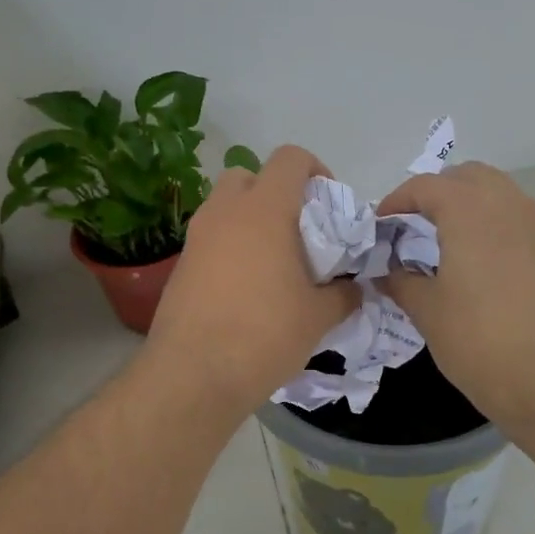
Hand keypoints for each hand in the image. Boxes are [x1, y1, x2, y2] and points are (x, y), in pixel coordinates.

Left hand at [145, 145, 359, 415]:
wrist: (193, 375)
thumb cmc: (264, 334)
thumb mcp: (318, 316)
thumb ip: (344, 294)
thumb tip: (354, 288)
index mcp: (264, 210)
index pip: (290, 158)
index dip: (315, 169)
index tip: (328, 204)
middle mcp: (225, 212)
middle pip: (248, 175)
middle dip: (274, 192)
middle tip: (296, 231)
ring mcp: (196, 238)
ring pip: (224, 207)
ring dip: (249, 220)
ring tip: (272, 263)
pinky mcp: (180, 266)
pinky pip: (210, 239)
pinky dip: (229, 248)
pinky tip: (244, 289)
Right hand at [378, 162, 534, 448]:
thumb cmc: (480, 342)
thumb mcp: (427, 312)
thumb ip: (401, 281)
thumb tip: (385, 271)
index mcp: (469, 212)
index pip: (426, 186)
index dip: (397, 201)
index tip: (382, 225)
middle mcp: (508, 205)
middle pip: (467, 176)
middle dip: (437, 192)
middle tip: (415, 225)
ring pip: (498, 192)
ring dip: (469, 204)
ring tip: (448, 241)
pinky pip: (519, 217)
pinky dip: (494, 223)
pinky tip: (483, 262)